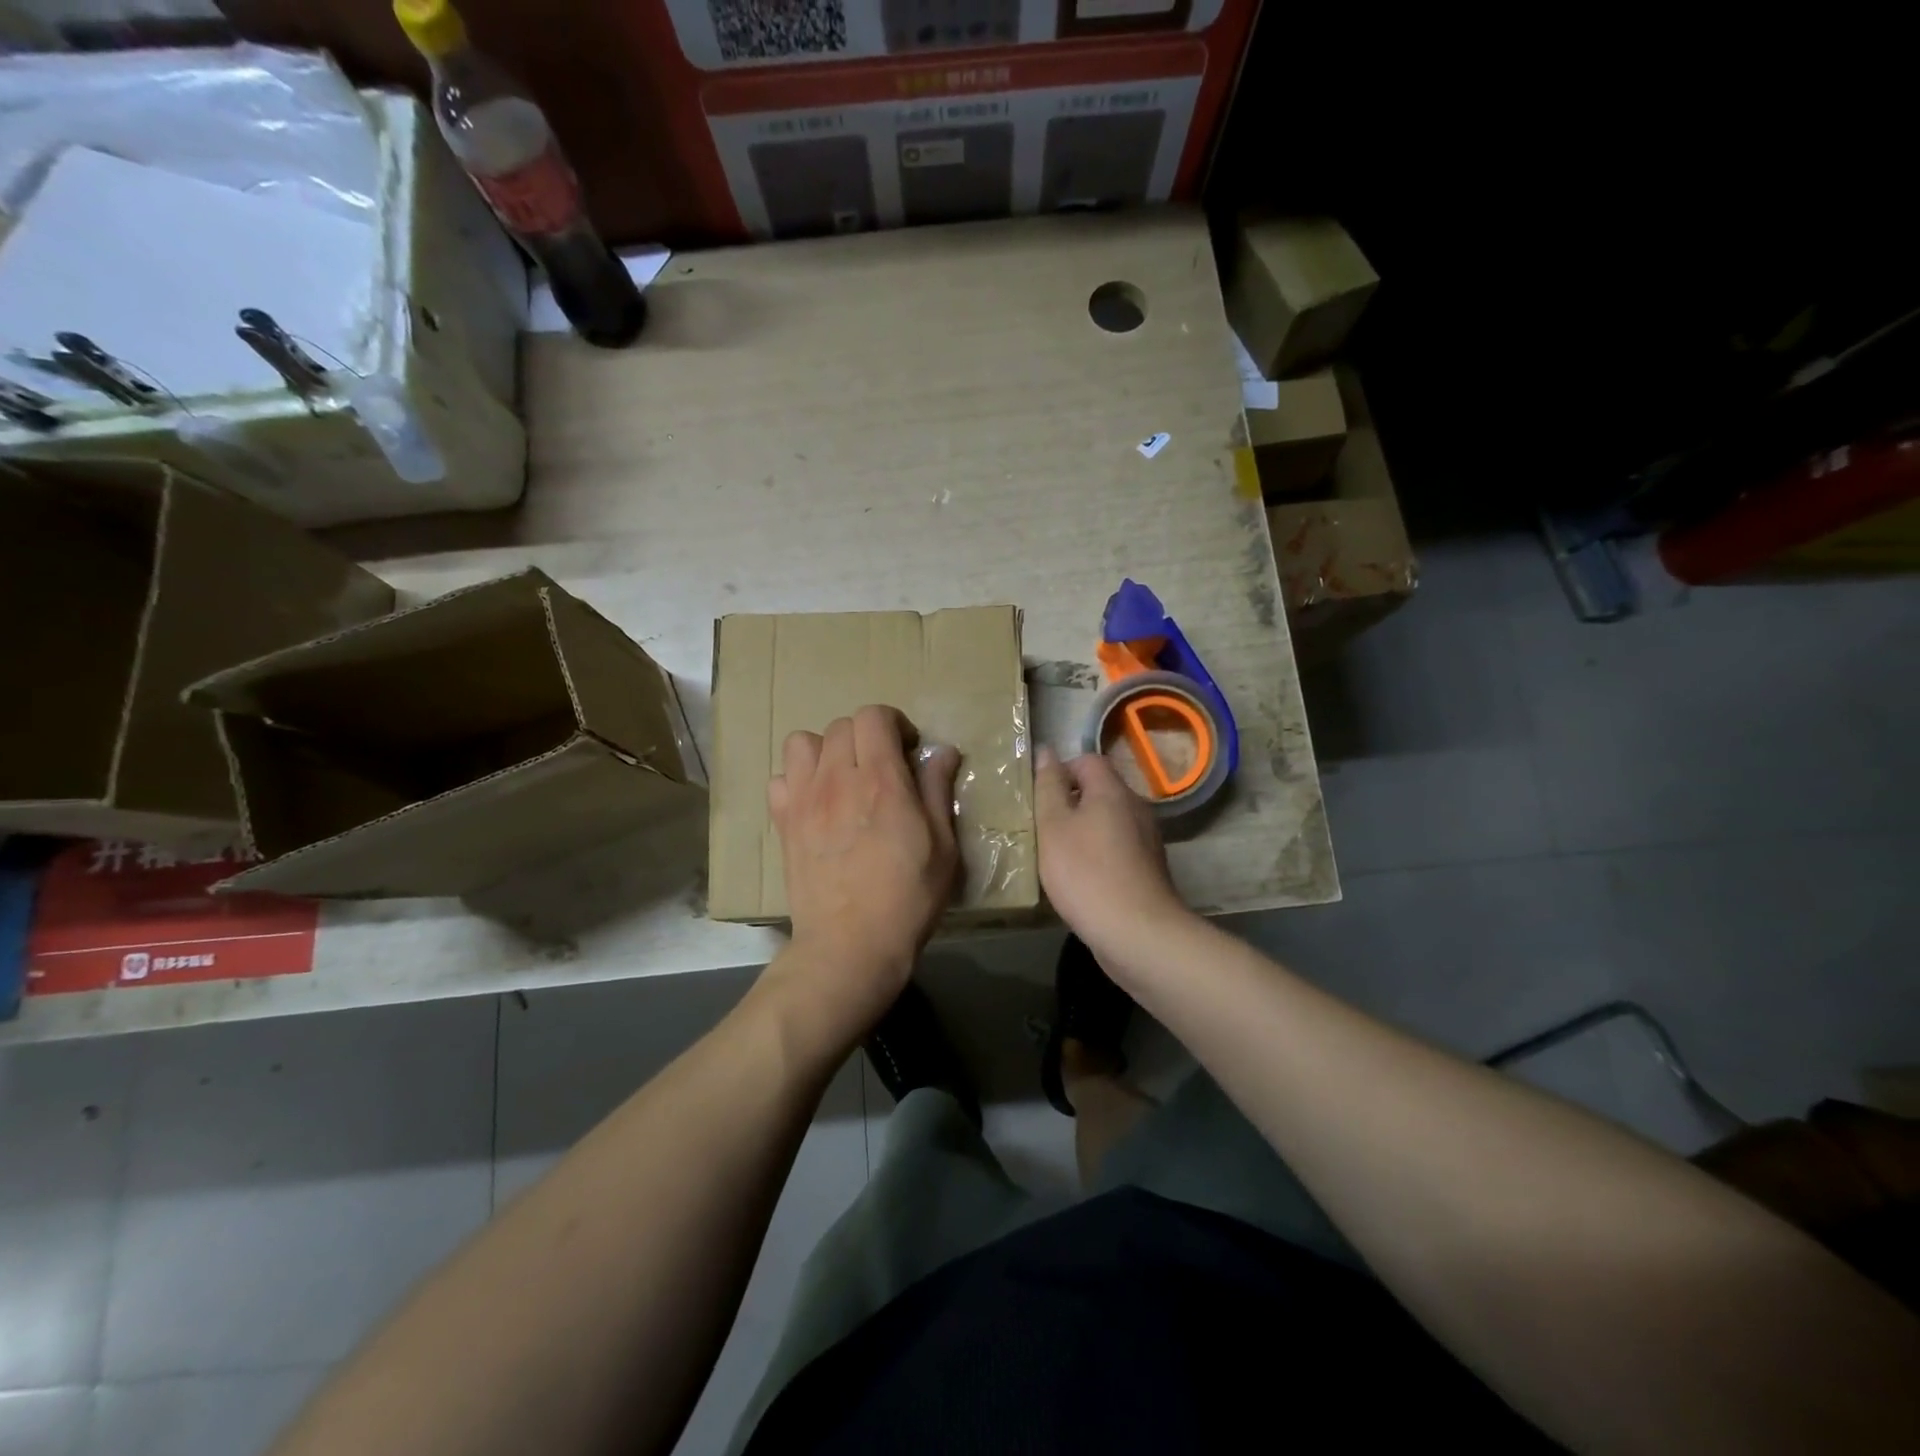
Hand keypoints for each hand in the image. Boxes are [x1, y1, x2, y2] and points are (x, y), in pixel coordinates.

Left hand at [768, 705, 960, 1029]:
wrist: (850, 946)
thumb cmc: (908, 898)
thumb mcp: (944, 846)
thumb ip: (939, 791)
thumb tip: (942, 751)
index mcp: (881, 780)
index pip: (874, 716)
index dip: (894, 724)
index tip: (908, 751)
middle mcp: (837, 779)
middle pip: (842, 725)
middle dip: (866, 737)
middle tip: (882, 768)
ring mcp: (803, 800)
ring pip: (802, 743)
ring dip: (826, 751)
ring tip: (843, 778)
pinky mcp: (783, 824)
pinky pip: (780, 780)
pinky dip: (797, 781)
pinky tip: (816, 804)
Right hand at [1033, 745, 1183, 957]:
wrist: (1137, 932)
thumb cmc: (1086, 873)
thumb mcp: (1053, 826)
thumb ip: (1048, 787)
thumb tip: (1046, 751)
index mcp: (1113, 790)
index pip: (1087, 760)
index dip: (1060, 772)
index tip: (1039, 800)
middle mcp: (1136, 807)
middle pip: (1099, 791)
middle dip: (1070, 804)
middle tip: (1042, 829)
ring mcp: (1147, 839)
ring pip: (1108, 822)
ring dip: (1083, 832)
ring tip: (1058, 856)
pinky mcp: (1149, 868)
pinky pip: (1118, 848)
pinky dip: (1099, 855)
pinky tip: (1082, 880)